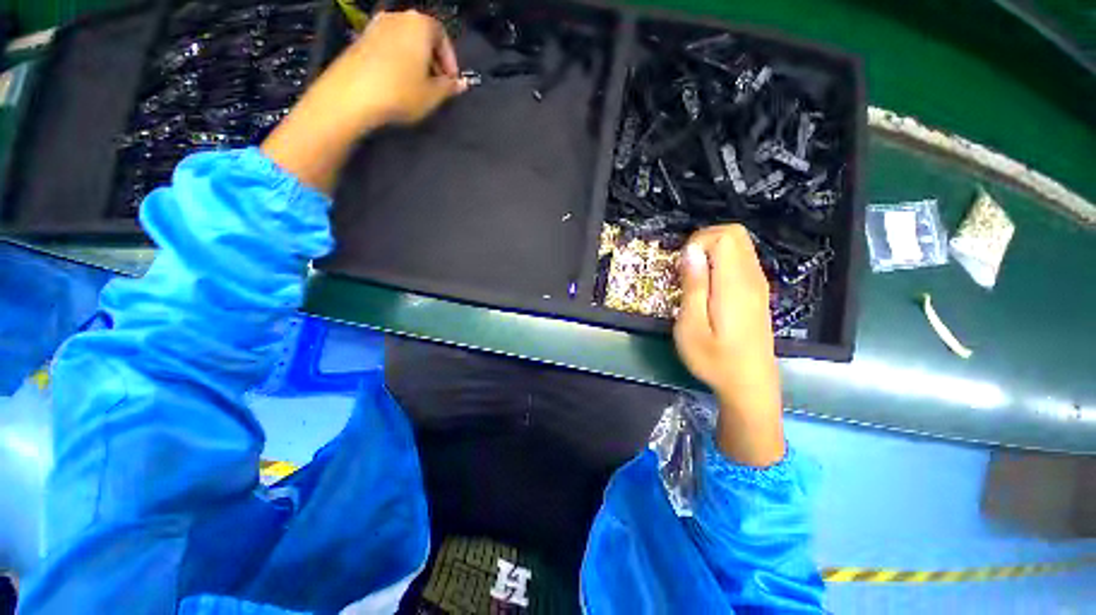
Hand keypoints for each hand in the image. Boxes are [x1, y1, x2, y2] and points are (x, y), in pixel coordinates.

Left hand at [262, 11, 465, 190]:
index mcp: (419, 24)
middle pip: (422, 36)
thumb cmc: (400, 93)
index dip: (450, 61)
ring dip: (415, 61)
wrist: (351, 95)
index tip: (452, 82)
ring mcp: (376, 26)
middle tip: (437, 85)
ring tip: (418, 87)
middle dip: (433, 60)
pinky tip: (398, 83)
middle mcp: (397, 17)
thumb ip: (449, 87)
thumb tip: (461, 84)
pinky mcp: (360, 39)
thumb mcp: (432, 95)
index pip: (442, 36)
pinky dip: (398, 61)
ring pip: (405, 41)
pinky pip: (388, 47)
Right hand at [674, 225, 784, 466]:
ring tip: (693, 279)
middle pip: (736, 234)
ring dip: (712, 252)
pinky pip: (741, 261)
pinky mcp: (757, 293)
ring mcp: (758, 285)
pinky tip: (708, 288)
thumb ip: (693, 286)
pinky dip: (721, 262)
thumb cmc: (714, 360)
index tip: (682, 266)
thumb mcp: (691, 327)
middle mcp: (752, 278)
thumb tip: (691, 251)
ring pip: (740, 246)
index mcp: (734, 284)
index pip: (725, 236)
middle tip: (685, 268)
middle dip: (705, 241)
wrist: (750, 386)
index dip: (699, 241)